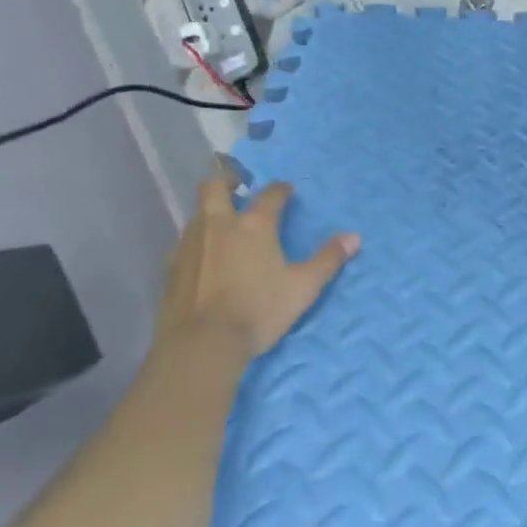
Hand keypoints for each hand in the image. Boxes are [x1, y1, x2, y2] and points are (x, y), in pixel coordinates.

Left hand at [157, 162, 358, 357]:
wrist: (201, 345)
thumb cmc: (257, 311)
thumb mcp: (303, 287)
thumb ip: (327, 260)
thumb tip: (354, 237)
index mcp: (254, 224)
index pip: (270, 194)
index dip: (281, 189)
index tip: (287, 190)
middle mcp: (219, 224)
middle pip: (215, 187)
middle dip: (227, 180)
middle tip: (238, 184)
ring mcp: (191, 244)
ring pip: (197, 213)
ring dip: (211, 212)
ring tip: (222, 224)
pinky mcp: (171, 268)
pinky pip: (184, 243)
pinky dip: (196, 242)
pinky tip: (203, 258)